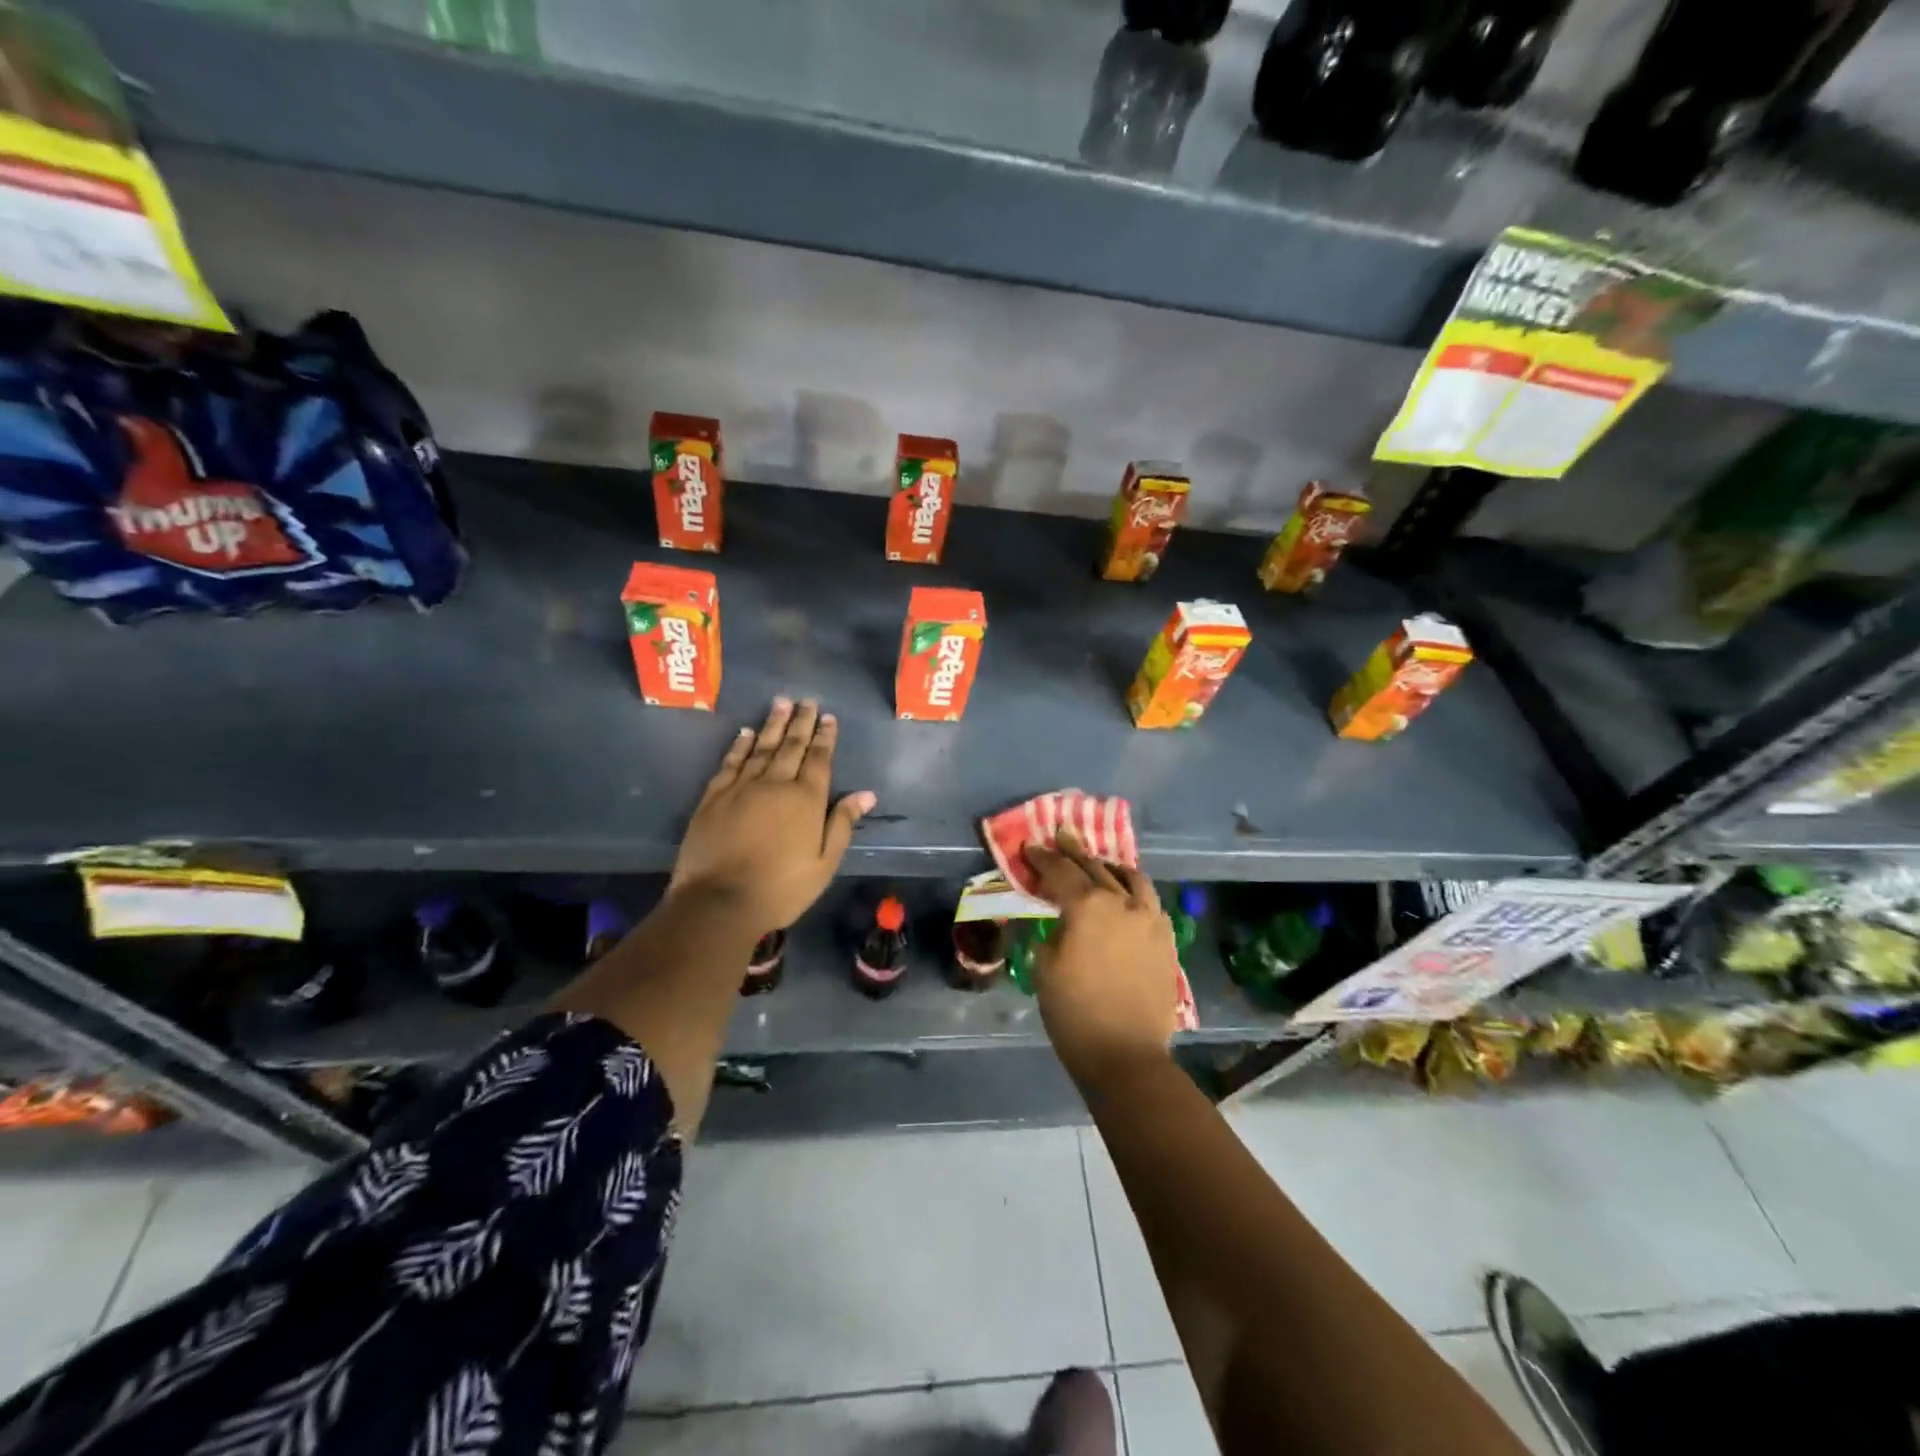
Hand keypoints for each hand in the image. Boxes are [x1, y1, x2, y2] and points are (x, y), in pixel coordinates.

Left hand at [670, 698, 875, 934]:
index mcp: (806, 799)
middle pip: (791, 746)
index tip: (829, 717)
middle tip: (807, 700)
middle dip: (801, 722)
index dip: (825, 737)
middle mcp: (775, 784)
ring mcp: (742, 787)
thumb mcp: (825, 863)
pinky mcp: (714, 797)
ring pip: (760, 747)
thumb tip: (866, 794)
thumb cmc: (781, 888)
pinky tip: (745, 733)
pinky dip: (739, 745)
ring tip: (781, 703)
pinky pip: (730, 763)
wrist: (719, 901)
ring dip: (772, 724)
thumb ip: (843, 824)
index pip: (819, 759)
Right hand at [1023, 829, 1179, 1083]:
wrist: (1126, 1054)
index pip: (1061, 871)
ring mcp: (1150, 919)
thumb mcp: (1043, 967)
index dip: (1042, 857)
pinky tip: (1128, 898)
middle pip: (1096, 867)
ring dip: (1111, 867)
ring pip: (1132, 879)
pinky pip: (1151, 903)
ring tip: (1101, 863)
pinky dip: (1135, 892)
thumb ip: (1050, 931)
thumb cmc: (1074, 1012)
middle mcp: (1123, 902)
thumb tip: (1057, 920)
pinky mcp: (1166, 940)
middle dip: (1075, 852)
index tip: (1030, 846)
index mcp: (1089, 905)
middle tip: (1062, 836)